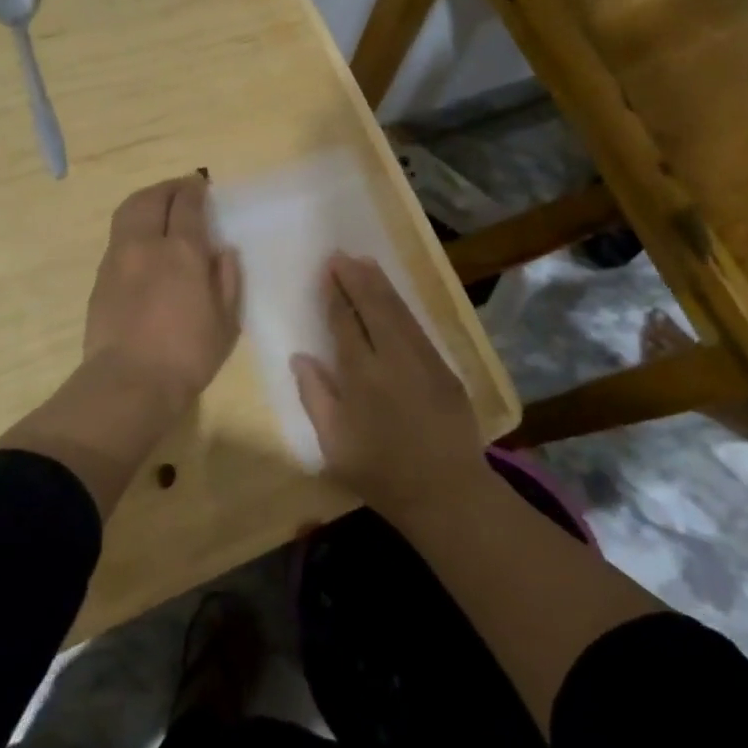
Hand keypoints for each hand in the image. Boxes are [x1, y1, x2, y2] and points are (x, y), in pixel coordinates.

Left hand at [83, 176, 241, 406]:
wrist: (128, 383)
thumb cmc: (187, 355)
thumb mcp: (226, 322)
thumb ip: (227, 280)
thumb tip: (222, 252)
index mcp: (181, 252)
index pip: (187, 204)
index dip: (195, 190)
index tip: (201, 185)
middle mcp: (145, 245)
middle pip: (151, 198)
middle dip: (168, 188)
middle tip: (182, 190)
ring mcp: (117, 259)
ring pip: (128, 212)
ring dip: (146, 201)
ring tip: (160, 207)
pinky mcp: (101, 277)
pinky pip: (118, 237)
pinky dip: (133, 226)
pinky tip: (143, 243)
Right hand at [291, 254, 484, 518]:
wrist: (446, 492)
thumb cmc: (381, 473)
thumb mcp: (334, 445)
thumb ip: (315, 397)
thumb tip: (300, 357)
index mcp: (362, 376)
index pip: (345, 323)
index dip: (336, 295)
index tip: (328, 271)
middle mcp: (393, 358)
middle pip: (374, 307)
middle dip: (356, 278)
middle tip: (342, 256)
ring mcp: (423, 360)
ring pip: (398, 311)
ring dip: (380, 285)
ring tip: (365, 263)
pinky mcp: (444, 368)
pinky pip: (418, 327)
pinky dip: (402, 306)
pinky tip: (393, 297)